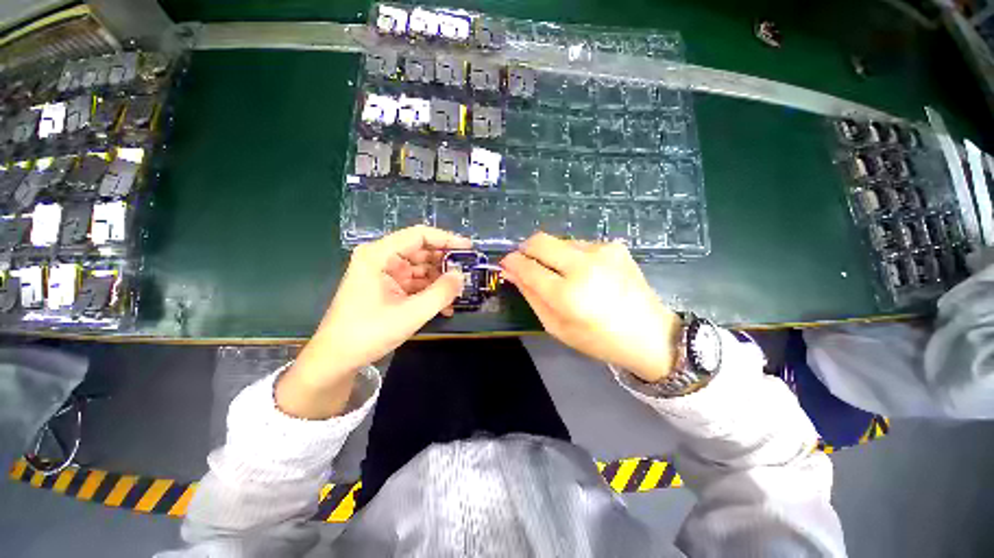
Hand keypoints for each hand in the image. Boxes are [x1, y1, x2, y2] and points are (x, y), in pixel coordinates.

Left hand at [278, 226, 470, 417]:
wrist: (337, 360)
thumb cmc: (368, 333)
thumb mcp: (411, 314)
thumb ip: (441, 293)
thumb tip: (461, 276)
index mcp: (379, 256)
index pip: (418, 236)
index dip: (446, 239)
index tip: (468, 248)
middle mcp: (381, 259)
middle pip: (421, 251)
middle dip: (445, 263)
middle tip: (467, 274)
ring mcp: (385, 274)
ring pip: (421, 269)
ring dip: (440, 281)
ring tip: (459, 294)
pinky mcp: (388, 288)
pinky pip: (415, 284)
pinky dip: (430, 292)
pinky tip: (445, 307)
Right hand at [501, 233, 681, 382]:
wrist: (650, 334)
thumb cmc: (598, 339)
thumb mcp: (557, 327)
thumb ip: (531, 296)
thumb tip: (511, 272)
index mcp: (568, 295)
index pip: (528, 267)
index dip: (512, 263)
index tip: (505, 264)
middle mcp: (584, 265)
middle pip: (540, 241)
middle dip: (526, 249)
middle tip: (526, 263)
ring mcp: (602, 251)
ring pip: (559, 241)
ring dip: (551, 255)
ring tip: (562, 275)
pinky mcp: (614, 246)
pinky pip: (579, 245)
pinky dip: (572, 256)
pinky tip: (584, 273)